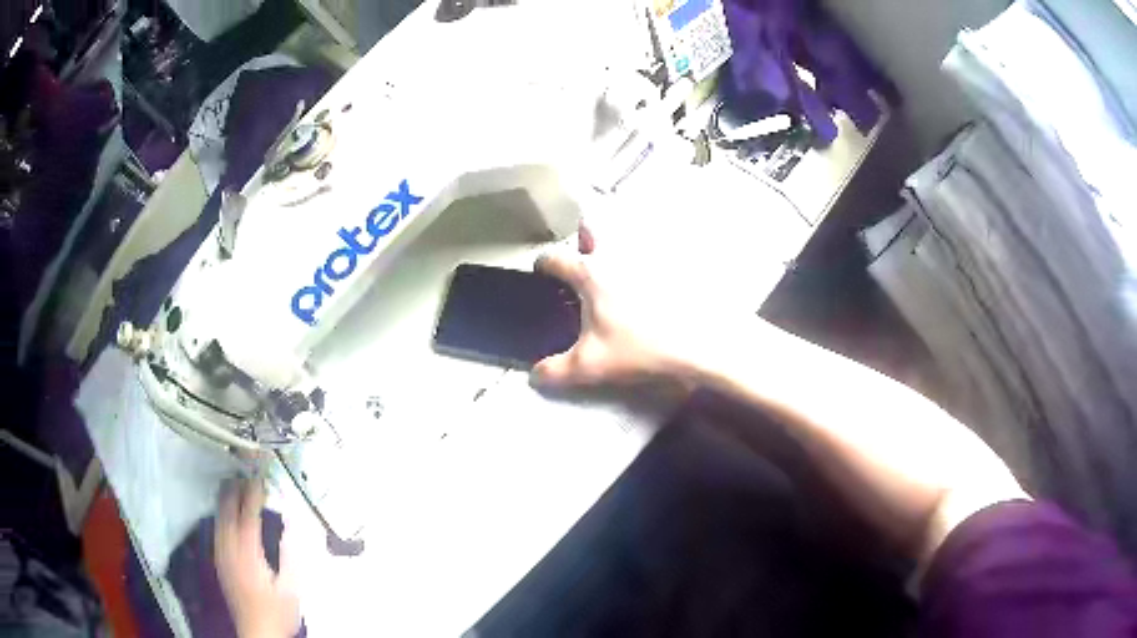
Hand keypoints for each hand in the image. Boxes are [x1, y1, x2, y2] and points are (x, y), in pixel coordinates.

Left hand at [215, 479, 300, 637]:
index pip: (248, 515)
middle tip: (244, 474)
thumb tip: (291, 525)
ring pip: (219, 519)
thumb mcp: (292, 587)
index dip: (253, 494)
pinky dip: (221, 515)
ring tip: (234, 485)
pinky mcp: (219, 562)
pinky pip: (216, 530)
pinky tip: (226, 513)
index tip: (260, 478)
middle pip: (227, 511)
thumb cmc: (277, 611)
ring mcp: (221, 555)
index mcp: (248, 553)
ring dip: (226, 500)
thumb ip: (290, 554)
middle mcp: (230, 549)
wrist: (257, 632)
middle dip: (235, 490)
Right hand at [532, 224, 690, 386]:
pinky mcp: (672, 265)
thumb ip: (555, 372)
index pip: (555, 258)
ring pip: (623, 238)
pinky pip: (652, 255)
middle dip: (581, 240)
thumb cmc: (639, 349)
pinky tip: (648, 288)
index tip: (542, 275)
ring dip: (615, 249)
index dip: (543, 265)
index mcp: (590, 274)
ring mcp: (646, 256)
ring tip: (617, 276)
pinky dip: (646, 264)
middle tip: (583, 262)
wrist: (698, 345)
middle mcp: (616, 256)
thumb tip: (534, 375)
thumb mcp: (590, 366)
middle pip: (591, 229)